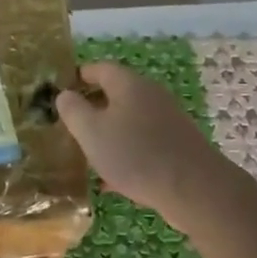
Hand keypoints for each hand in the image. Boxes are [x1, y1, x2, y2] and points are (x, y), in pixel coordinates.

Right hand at [56, 62, 231, 230]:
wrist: (193, 189)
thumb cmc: (135, 154)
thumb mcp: (92, 132)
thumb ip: (73, 110)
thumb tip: (65, 95)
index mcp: (128, 84)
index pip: (100, 68)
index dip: (79, 76)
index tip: (62, 90)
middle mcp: (150, 95)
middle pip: (116, 93)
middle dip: (93, 107)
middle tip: (72, 124)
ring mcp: (167, 119)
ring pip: (130, 120)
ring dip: (109, 132)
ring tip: (89, 153)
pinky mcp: (177, 144)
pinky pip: (144, 142)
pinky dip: (127, 153)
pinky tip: (113, 181)